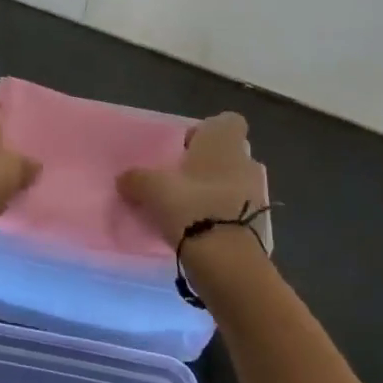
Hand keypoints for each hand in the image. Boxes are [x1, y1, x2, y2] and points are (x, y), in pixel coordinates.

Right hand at [117, 112, 265, 248]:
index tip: (186, 148)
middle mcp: (246, 162)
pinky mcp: (259, 224)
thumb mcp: (152, 189)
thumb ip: (136, 179)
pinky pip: (239, 210)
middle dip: (209, 165)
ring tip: (189, 209)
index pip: (228, 121)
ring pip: (235, 182)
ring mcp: (257, 194)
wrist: (227, 260)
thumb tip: (124, 178)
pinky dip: (223, 216)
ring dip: (217, 191)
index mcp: (224, 143)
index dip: (207, 131)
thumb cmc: (191, 207)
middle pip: (230, 154)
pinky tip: (201, 230)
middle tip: (181, 181)